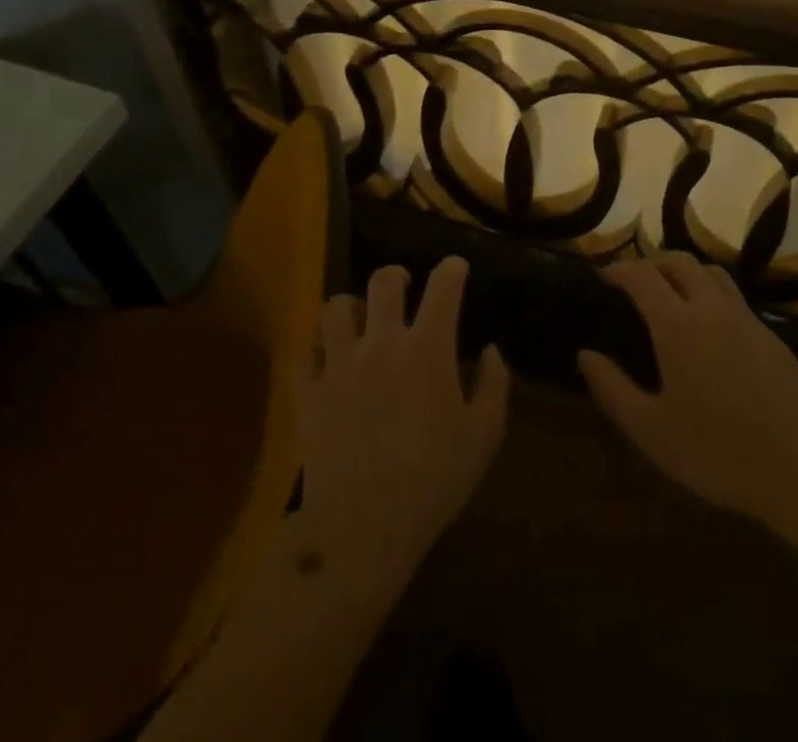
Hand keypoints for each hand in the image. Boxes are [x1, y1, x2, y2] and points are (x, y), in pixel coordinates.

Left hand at [293, 257, 508, 582]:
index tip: (456, 269)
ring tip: (359, 323)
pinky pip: (303, 352)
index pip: (443, 286)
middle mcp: (382, 342)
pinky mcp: (309, 392)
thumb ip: (494, 385)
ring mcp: (340, 364)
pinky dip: (315, 349)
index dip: (452, 269)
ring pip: (335, 308)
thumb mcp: (483, 436)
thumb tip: (490, 350)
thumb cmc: (434, 480)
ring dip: (350, 308)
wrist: (363, 528)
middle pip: (382, 282)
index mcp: (428, 347)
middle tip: (403, 288)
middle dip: (396, 277)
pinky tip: (326, 361)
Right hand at [578, 252, 797, 531]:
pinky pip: (732, 294)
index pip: (641, 276)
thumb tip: (585, 355)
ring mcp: (745, 317)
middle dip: (650, 263)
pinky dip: (709, 291)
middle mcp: (710, 308)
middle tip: (633, 282)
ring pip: (710, 271)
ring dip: (683, 271)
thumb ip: (612, 389)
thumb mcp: (652, 431)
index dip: (618, 270)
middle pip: (677, 261)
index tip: (603, 277)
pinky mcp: (769, 333)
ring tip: (669, 293)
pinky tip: (708, 324)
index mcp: (677, 325)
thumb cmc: (718, 452)